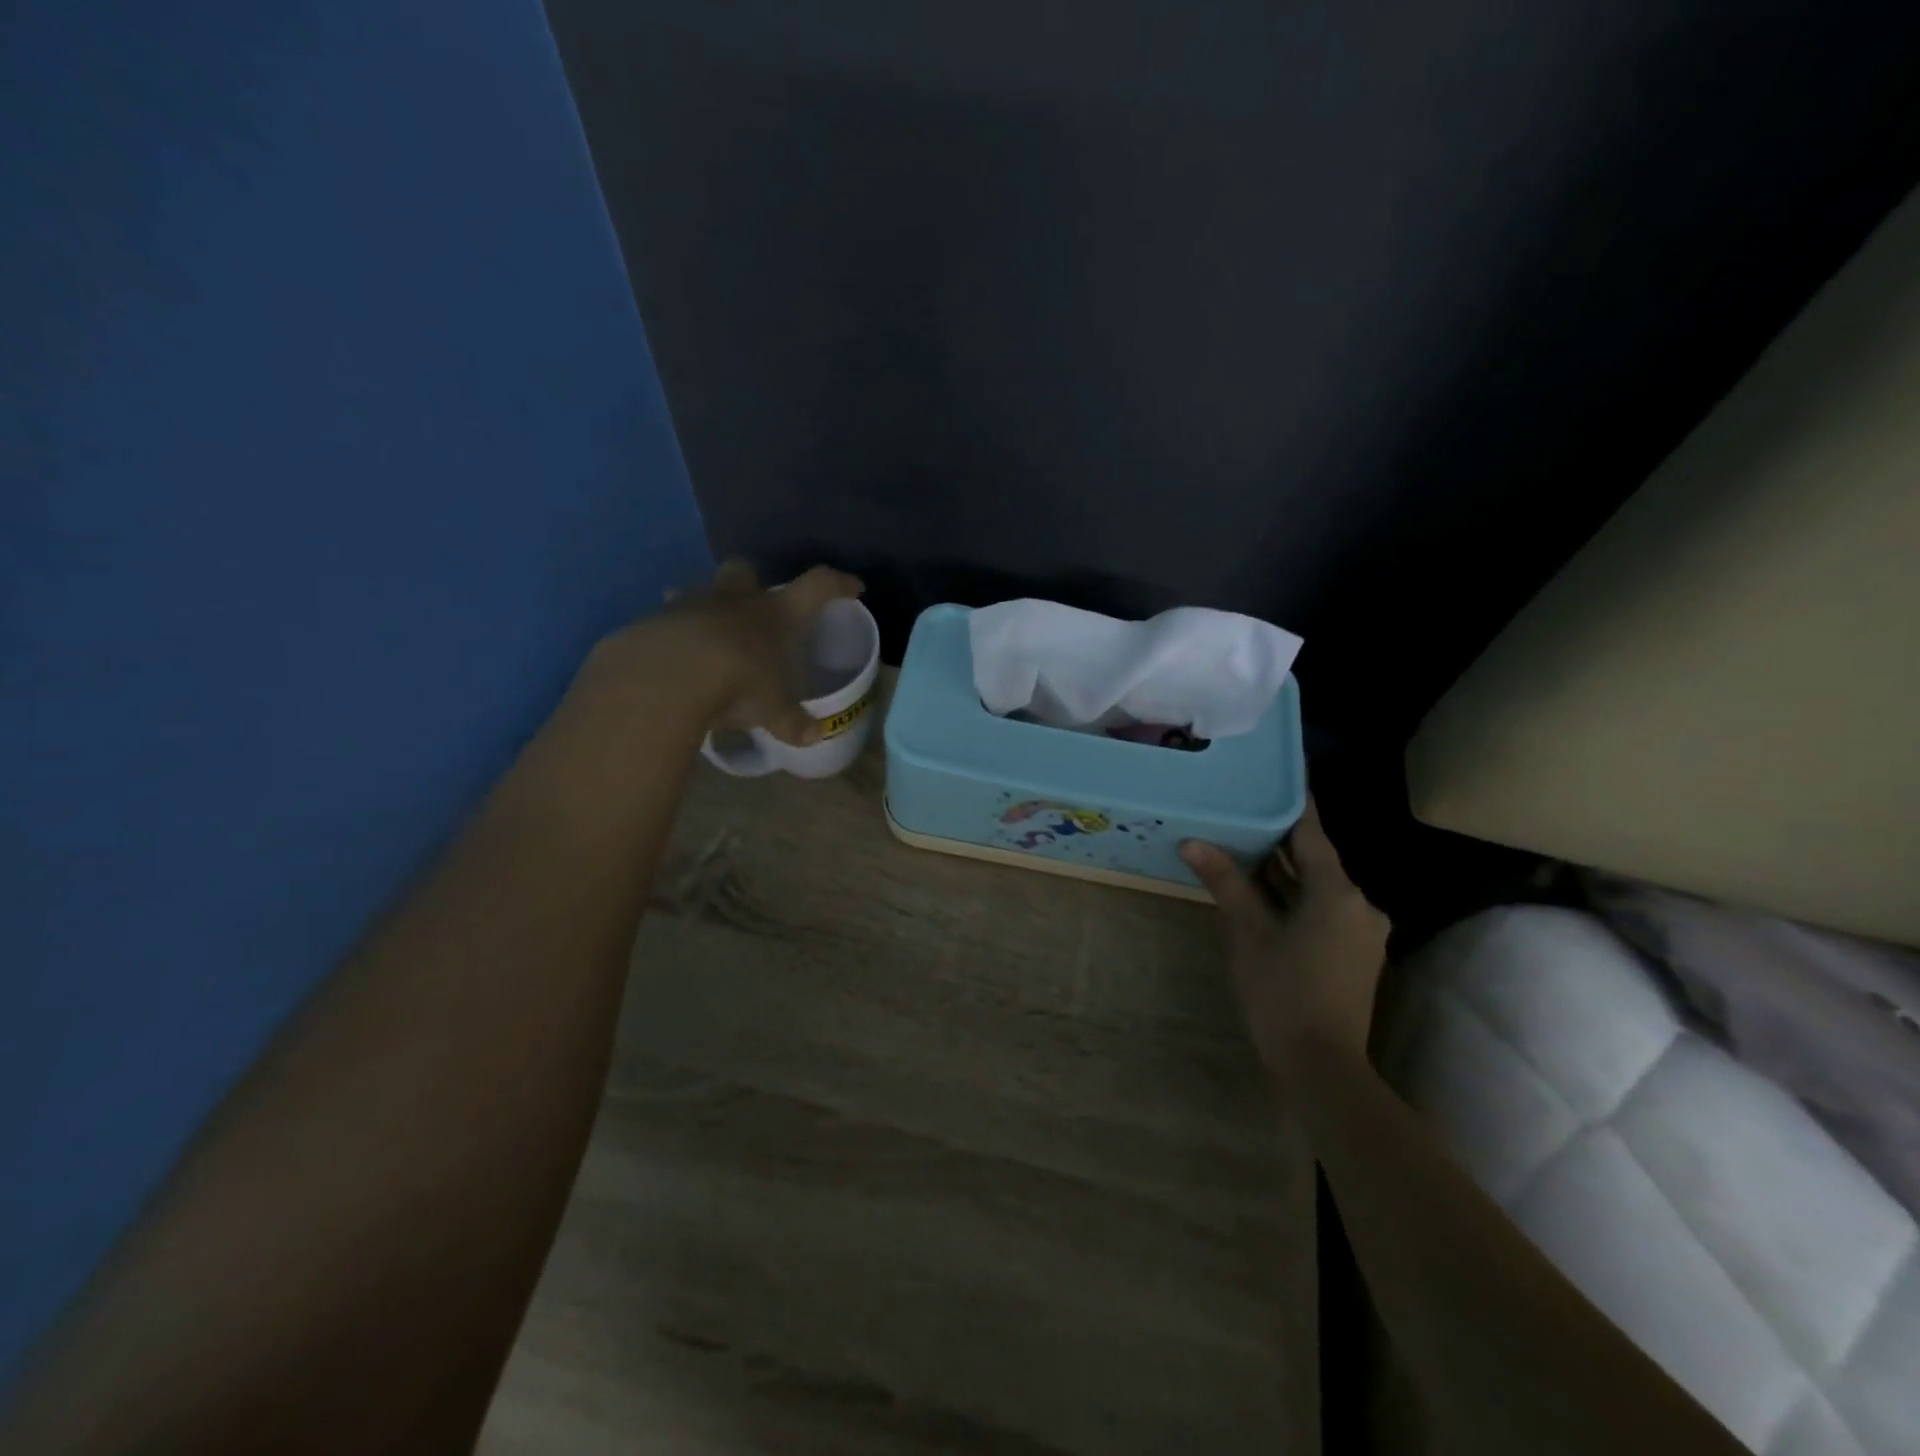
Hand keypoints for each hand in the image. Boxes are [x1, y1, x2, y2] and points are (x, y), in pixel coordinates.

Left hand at [584, 558, 864, 744]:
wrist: (667, 676)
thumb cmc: (738, 684)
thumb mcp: (772, 711)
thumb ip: (792, 721)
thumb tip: (813, 736)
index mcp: (776, 613)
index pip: (817, 586)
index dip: (838, 584)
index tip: (853, 587)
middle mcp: (737, 599)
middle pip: (746, 569)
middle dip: (752, 581)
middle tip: (756, 606)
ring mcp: (693, 604)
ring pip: (701, 589)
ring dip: (707, 605)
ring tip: (709, 634)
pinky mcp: (656, 619)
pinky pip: (668, 617)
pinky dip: (675, 631)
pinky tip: (676, 656)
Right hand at [1180, 799, 1390, 1069]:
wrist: (1323, 1066)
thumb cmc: (1282, 992)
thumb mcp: (1248, 933)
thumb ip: (1225, 882)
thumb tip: (1193, 842)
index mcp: (1337, 892)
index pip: (1312, 833)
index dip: (1292, 803)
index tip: (1275, 775)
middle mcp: (1359, 904)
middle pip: (1315, 860)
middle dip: (1279, 840)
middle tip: (1241, 811)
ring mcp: (1361, 932)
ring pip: (1318, 887)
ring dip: (1284, 872)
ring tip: (1242, 846)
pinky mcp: (1355, 954)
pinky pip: (1323, 910)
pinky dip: (1295, 898)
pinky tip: (1262, 893)